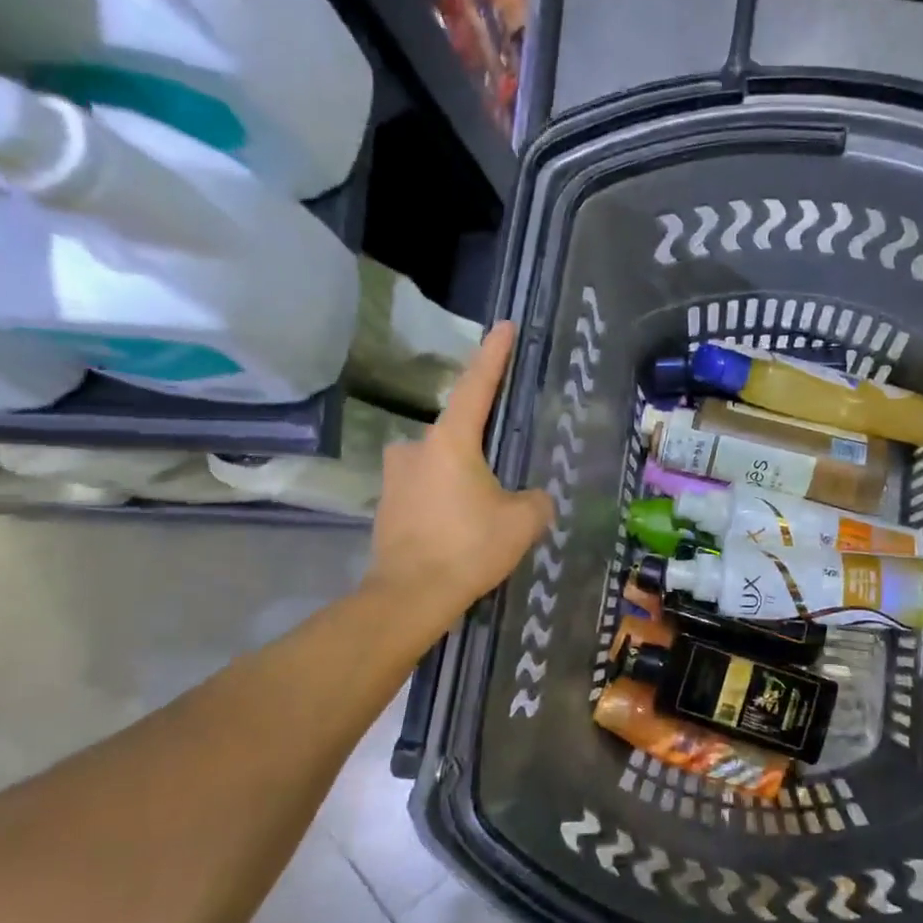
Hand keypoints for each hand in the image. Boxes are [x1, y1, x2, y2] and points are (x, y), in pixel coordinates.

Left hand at [368, 322, 553, 624]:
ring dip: (461, 477)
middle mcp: (416, 448)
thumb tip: (531, 498)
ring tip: (483, 511)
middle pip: (457, 432)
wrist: (409, 597)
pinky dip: (444, 500)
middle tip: (503, 475)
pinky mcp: (387, 506)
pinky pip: (425, 490)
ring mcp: (395, 477)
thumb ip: (535, 500)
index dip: (493, 355)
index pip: (476, 386)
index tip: (503, 325)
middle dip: (480, 447)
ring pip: (439, 463)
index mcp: (450, 441)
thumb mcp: (523, 521)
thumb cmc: (469, 548)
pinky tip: (460, 530)